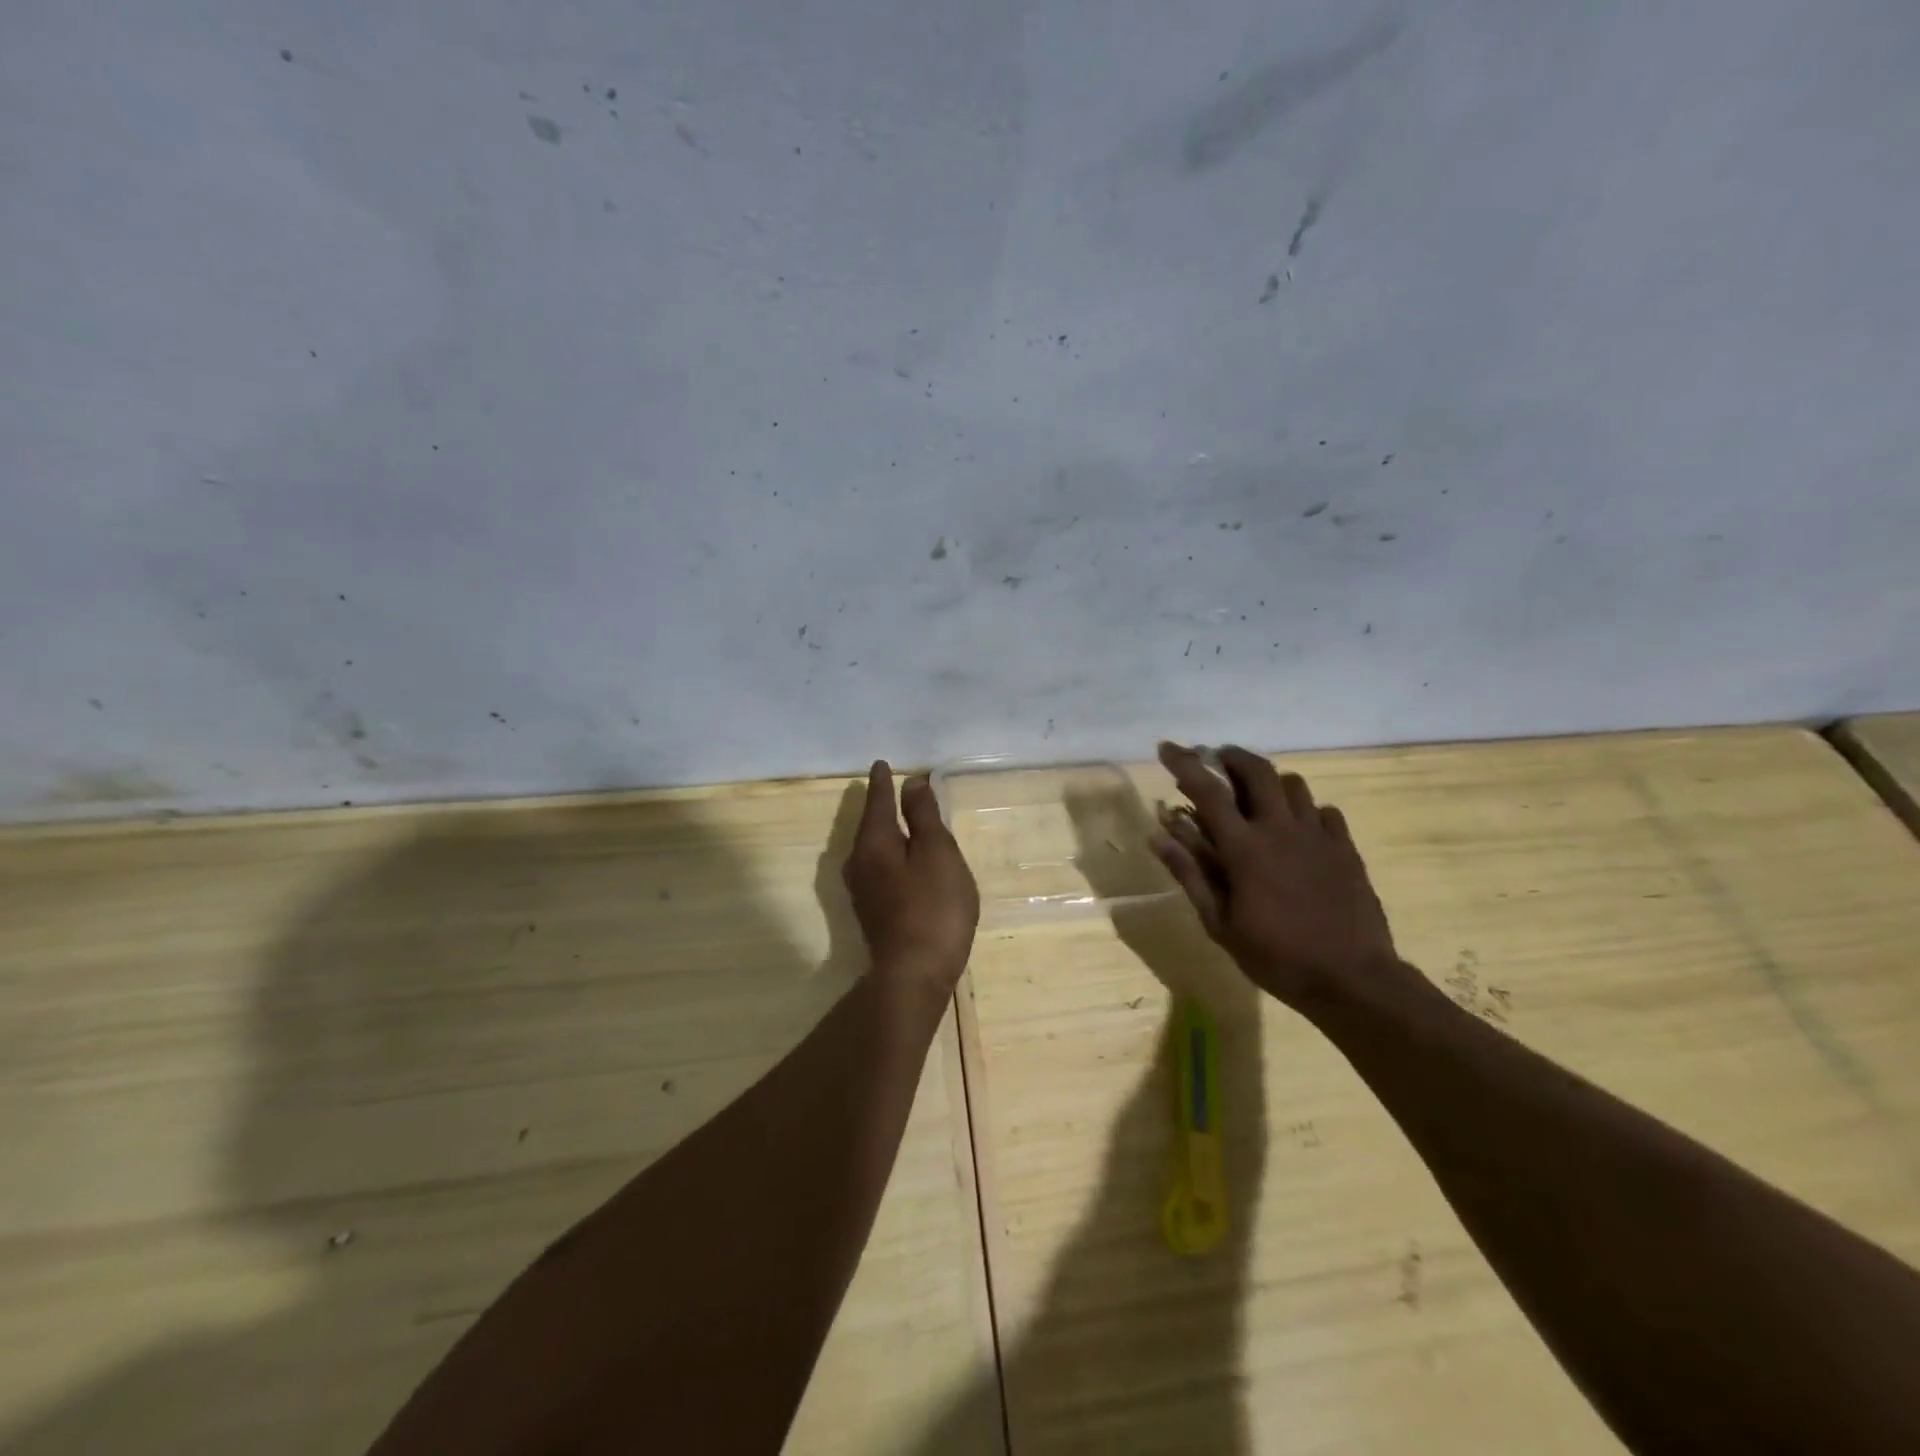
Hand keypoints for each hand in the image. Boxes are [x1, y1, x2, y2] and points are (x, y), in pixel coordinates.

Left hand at [842, 761, 979, 1000]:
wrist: (915, 975)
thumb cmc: (933, 907)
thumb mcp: (936, 853)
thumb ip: (924, 817)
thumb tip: (911, 783)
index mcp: (874, 843)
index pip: (877, 802)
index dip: (882, 782)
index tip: (882, 764)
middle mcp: (859, 863)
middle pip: (871, 826)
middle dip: (882, 807)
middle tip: (892, 789)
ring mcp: (863, 891)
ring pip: (874, 850)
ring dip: (887, 833)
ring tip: (902, 821)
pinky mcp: (873, 913)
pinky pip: (880, 870)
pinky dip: (892, 856)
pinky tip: (904, 862)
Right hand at [1151, 742, 1399, 1010]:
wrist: (1352, 979)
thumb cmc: (1276, 956)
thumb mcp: (1220, 924)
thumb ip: (1190, 874)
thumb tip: (1157, 836)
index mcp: (1245, 848)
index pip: (1209, 791)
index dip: (1184, 764)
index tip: (1167, 747)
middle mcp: (1281, 829)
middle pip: (1257, 770)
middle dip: (1233, 756)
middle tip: (1217, 759)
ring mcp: (1319, 836)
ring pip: (1294, 784)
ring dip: (1269, 782)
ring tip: (1257, 796)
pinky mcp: (1346, 848)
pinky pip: (1324, 812)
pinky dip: (1305, 810)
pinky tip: (1299, 830)